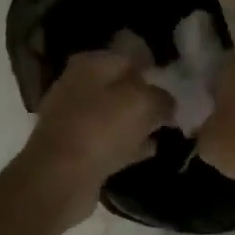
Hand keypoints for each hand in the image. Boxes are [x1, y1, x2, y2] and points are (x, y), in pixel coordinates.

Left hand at [23, 50, 173, 197]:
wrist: (59, 178)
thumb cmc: (101, 129)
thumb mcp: (143, 104)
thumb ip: (162, 98)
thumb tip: (168, 102)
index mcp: (90, 64)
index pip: (130, 57)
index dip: (155, 69)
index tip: (176, 85)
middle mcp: (77, 85)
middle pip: (121, 86)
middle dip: (146, 97)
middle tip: (172, 110)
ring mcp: (72, 118)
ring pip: (114, 114)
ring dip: (137, 122)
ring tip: (164, 131)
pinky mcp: (73, 148)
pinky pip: (108, 140)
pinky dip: (127, 144)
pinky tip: (148, 151)